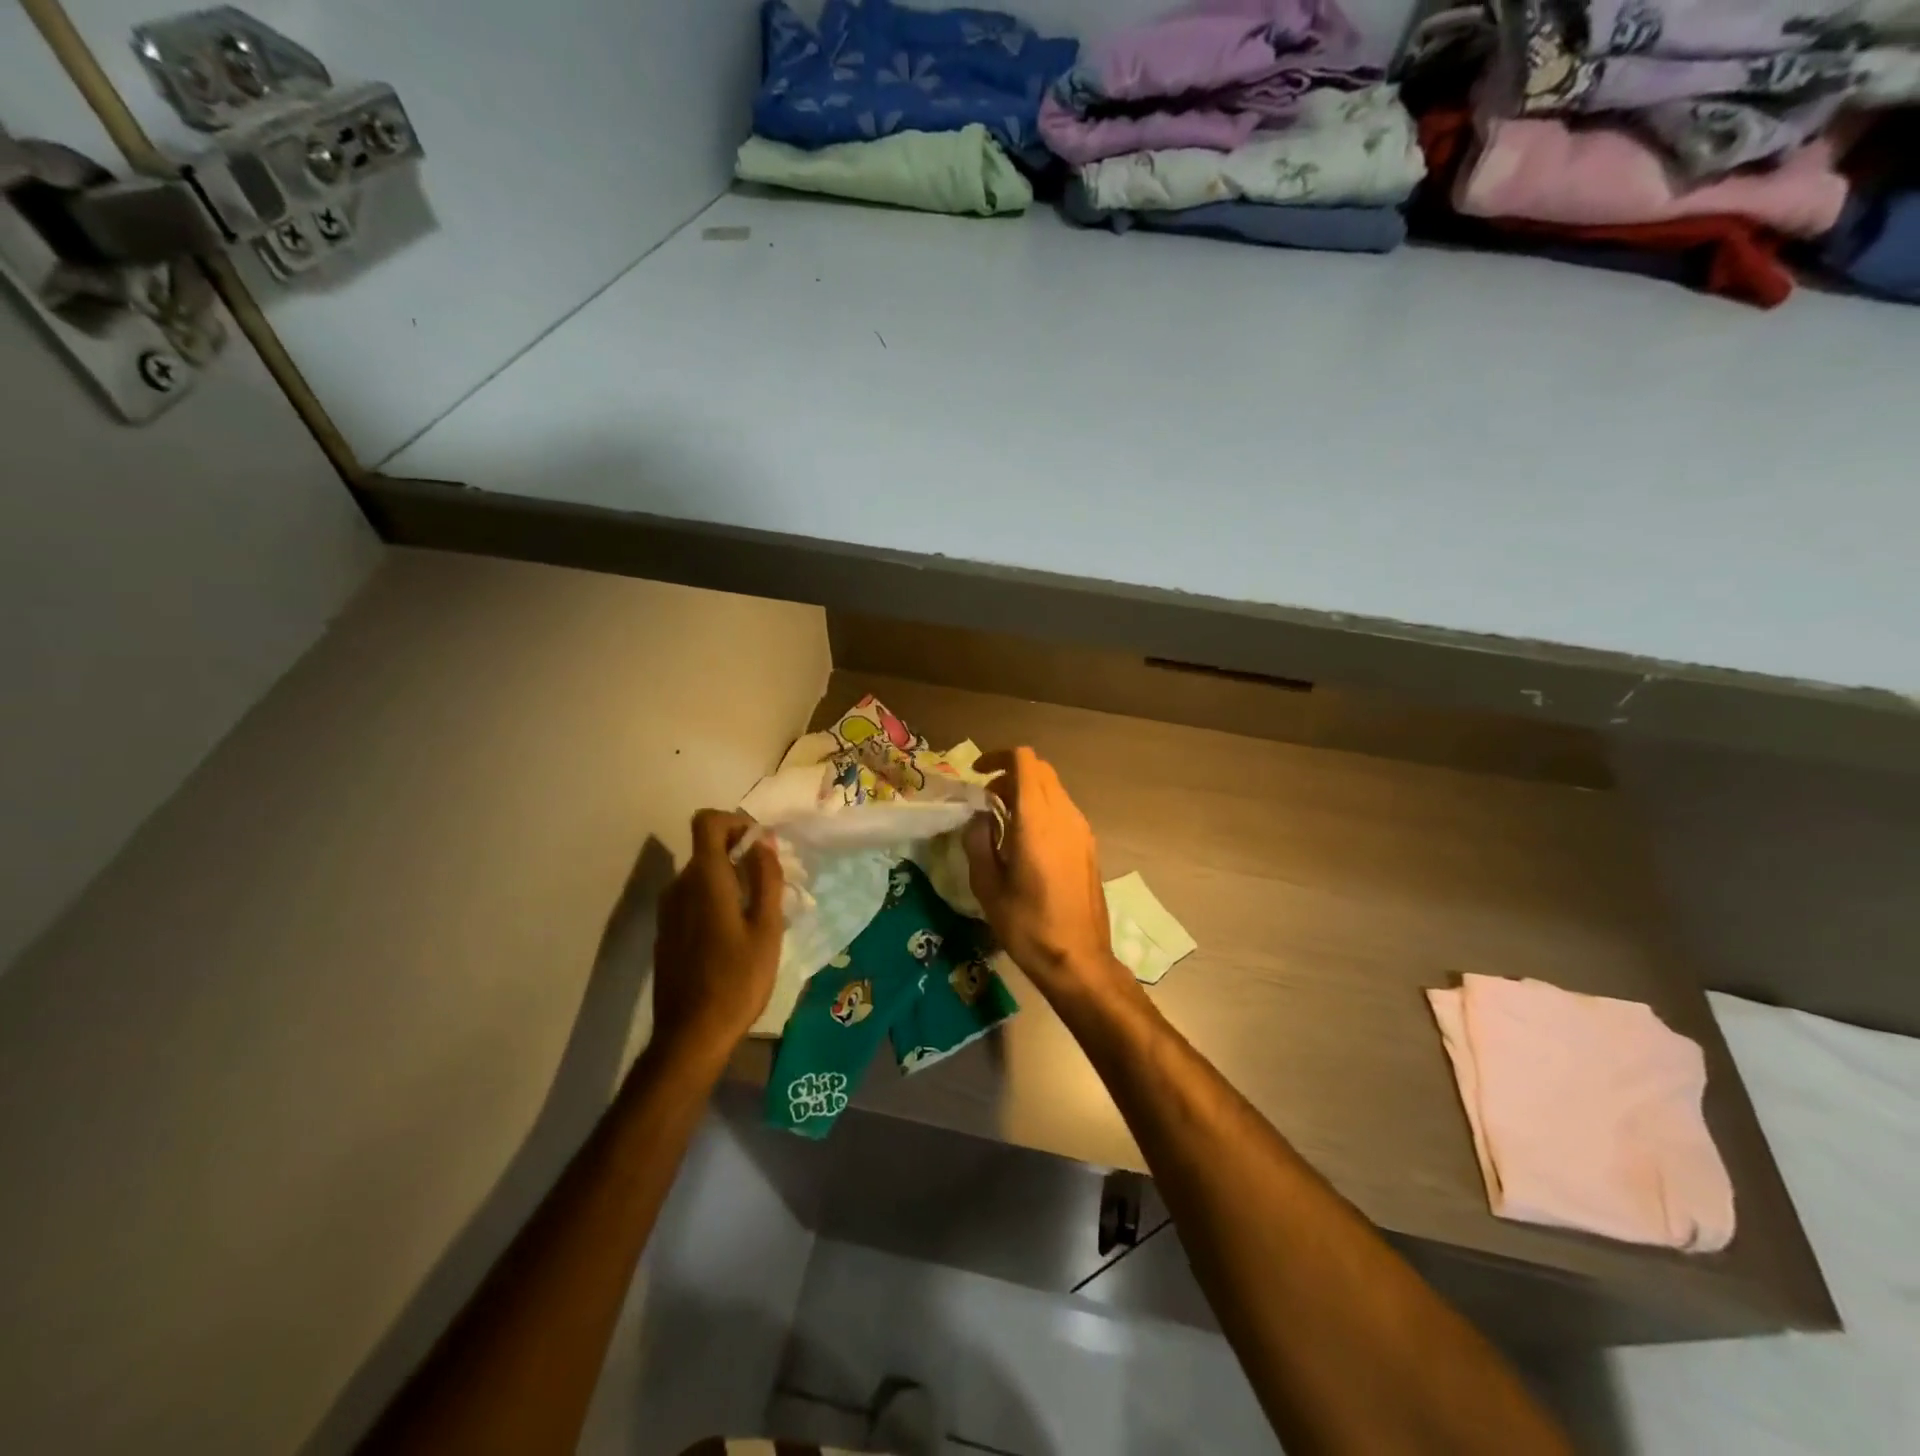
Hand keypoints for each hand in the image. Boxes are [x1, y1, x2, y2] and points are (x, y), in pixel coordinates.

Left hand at [651, 810, 784, 1057]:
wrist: (690, 1035)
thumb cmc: (737, 980)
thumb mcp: (767, 928)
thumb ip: (766, 878)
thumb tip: (762, 841)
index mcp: (705, 879)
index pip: (707, 821)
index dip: (735, 821)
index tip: (761, 844)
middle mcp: (680, 886)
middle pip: (707, 848)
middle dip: (740, 854)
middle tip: (772, 882)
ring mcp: (668, 910)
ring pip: (701, 876)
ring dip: (730, 879)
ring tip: (759, 912)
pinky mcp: (666, 932)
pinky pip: (692, 898)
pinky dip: (716, 900)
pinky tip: (736, 934)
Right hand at [963, 748, 1136, 1010]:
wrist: (1078, 959)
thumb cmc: (1027, 925)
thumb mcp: (987, 886)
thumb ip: (978, 841)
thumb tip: (979, 817)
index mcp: (1036, 820)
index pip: (1025, 762)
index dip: (998, 757)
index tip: (977, 775)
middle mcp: (1064, 815)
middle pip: (1041, 770)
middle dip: (1010, 773)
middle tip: (986, 799)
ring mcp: (1081, 829)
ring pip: (1053, 789)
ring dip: (1027, 791)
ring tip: (1002, 820)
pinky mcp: (1089, 845)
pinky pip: (1063, 809)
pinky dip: (1041, 808)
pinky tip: (1025, 840)